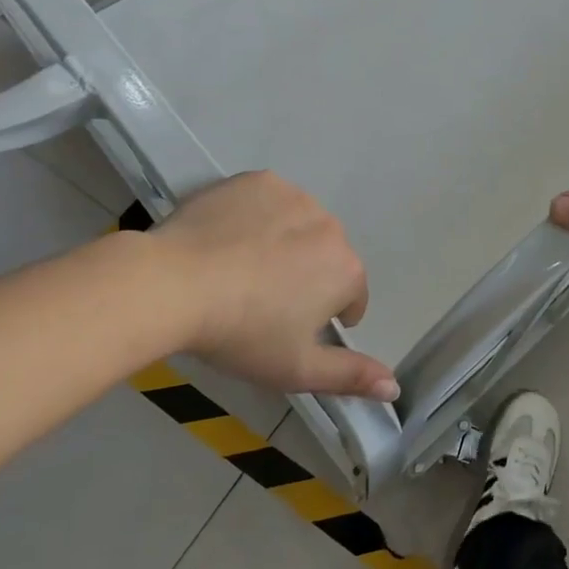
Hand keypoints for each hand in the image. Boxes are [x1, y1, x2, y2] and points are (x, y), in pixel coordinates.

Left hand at [149, 172, 398, 401]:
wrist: (174, 284)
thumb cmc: (242, 333)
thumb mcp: (296, 369)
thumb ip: (350, 376)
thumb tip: (394, 388)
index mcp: (347, 270)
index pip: (350, 297)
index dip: (323, 318)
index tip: (288, 329)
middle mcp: (331, 226)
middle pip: (325, 257)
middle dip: (305, 276)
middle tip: (261, 301)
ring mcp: (295, 197)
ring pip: (298, 226)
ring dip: (283, 244)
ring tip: (241, 268)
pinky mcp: (259, 180)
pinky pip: (268, 200)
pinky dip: (256, 216)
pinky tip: (228, 238)